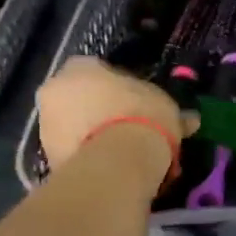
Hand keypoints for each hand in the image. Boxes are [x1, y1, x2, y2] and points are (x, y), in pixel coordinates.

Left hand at [37, 57, 184, 191]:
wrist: (117, 162)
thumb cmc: (141, 116)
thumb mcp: (165, 106)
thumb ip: (168, 108)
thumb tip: (190, 120)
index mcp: (79, 67)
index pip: (96, 69)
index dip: (116, 86)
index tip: (135, 102)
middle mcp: (54, 90)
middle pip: (78, 98)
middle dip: (98, 111)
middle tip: (127, 128)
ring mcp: (45, 125)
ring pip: (72, 127)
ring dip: (92, 136)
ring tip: (122, 154)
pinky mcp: (48, 157)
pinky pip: (72, 153)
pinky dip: (88, 158)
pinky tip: (112, 169)